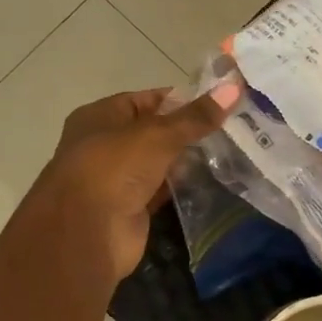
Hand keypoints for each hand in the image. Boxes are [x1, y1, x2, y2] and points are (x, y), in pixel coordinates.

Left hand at [31, 81, 240, 284]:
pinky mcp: (131, 208)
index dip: (181, 100)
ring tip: (229, 151)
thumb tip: (234, 86)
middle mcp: (105, 145)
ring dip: (187, 160)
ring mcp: (117, 179)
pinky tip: (211, 180)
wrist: (87, 233)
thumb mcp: (158, 134)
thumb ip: (195, 116)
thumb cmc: (114, 169)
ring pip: (159, 162)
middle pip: (154, 132)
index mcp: (100, 117)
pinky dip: (181, 187)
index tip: (219, 102)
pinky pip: (161, 190)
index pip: (146, 100)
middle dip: (188, 131)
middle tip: (231, 128)